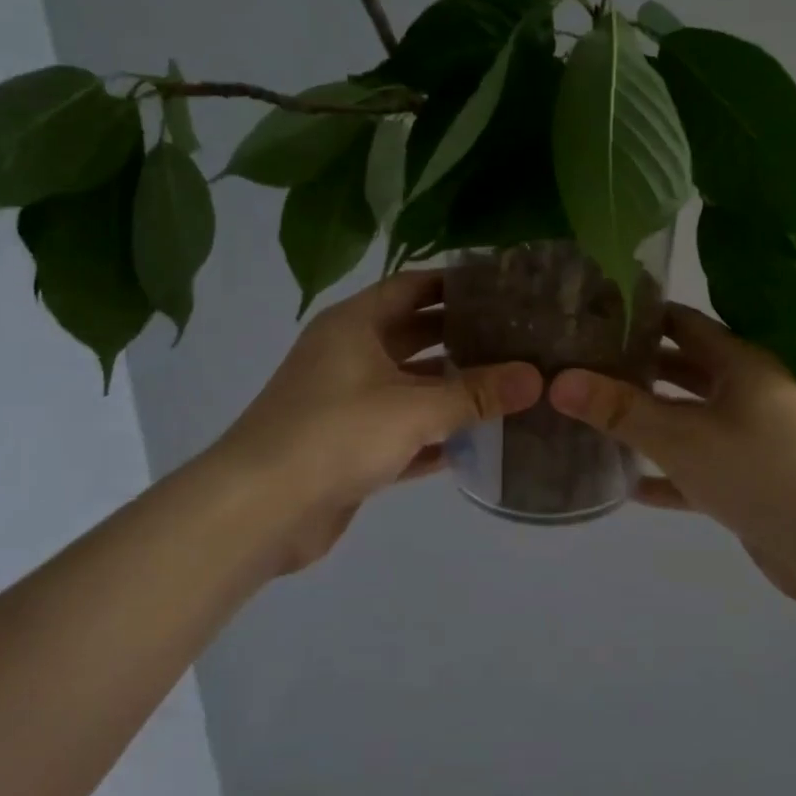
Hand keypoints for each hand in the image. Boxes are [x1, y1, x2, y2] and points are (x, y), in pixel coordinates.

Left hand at [212, 271, 541, 571]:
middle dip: (463, 338)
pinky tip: (480, 441)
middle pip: (415, 336)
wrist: (259, 510)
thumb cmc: (335, 434)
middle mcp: (349, 356)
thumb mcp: (414, 408)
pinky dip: (436, 436)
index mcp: (355, 325)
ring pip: (412, 387)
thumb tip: (535, 378)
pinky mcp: (351, 448)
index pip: (413, 287)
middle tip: (518, 339)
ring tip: (510, 387)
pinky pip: (404, 432)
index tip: (502, 288)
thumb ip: (477, 394)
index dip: (455, 284)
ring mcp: (348, 403)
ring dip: (453, 390)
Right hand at [547, 304, 795, 603]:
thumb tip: (559, 380)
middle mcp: (749, 393)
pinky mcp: (754, 481)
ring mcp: (755, 438)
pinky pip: (701, 467)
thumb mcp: (680, 437)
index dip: (642, 317)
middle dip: (640, 369)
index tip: (595, 316)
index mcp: (739, 365)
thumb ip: (619, 409)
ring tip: (600, 420)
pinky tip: (630, 486)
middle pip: (686, 370)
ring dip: (653, 421)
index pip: (684, 323)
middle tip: (588, 369)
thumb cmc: (758, 472)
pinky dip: (670, 473)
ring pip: (693, 420)